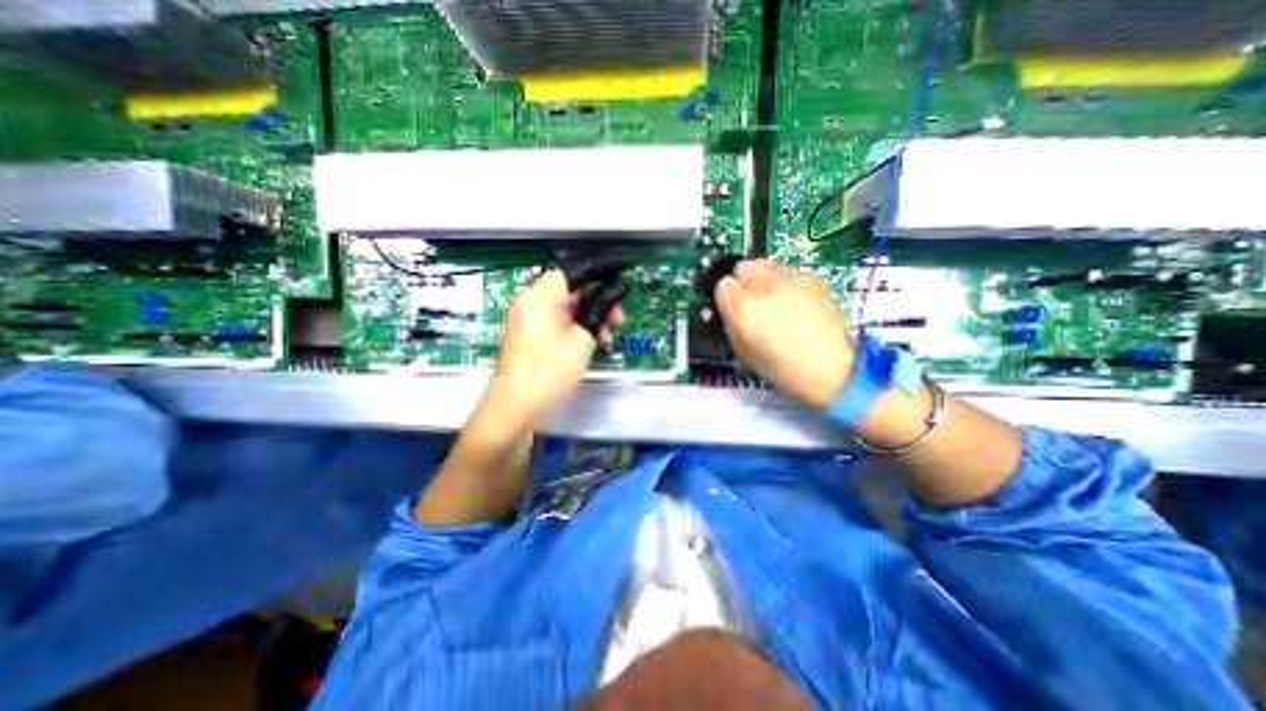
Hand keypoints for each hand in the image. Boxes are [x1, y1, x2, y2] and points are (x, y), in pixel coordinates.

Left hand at [490, 269, 622, 415]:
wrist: (517, 405)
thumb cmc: (550, 371)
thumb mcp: (582, 339)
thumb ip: (600, 310)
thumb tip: (617, 289)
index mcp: (540, 296)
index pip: (574, 271)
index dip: (601, 272)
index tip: (622, 279)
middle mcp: (529, 300)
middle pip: (570, 288)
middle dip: (597, 300)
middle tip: (618, 318)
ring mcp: (526, 316)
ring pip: (564, 305)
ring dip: (588, 316)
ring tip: (607, 336)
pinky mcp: (527, 331)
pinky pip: (555, 319)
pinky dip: (573, 325)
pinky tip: (589, 341)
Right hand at [717, 260, 855, 405]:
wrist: (829, 369)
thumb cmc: (781, 368)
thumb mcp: (743, 351)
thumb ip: (732, 324)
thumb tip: (732, 311)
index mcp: (743, 309)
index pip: (723, 285)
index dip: (727, 297)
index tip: (733, 308)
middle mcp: (763, 287)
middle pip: (743, 266)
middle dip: (743, 281)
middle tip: (752, 301)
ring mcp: (790, 280)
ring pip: (766, 265)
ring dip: (764, 279)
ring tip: (775, 299)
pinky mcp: (811, 279)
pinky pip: (790, 273)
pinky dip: (788, 283)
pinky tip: (796, 303)